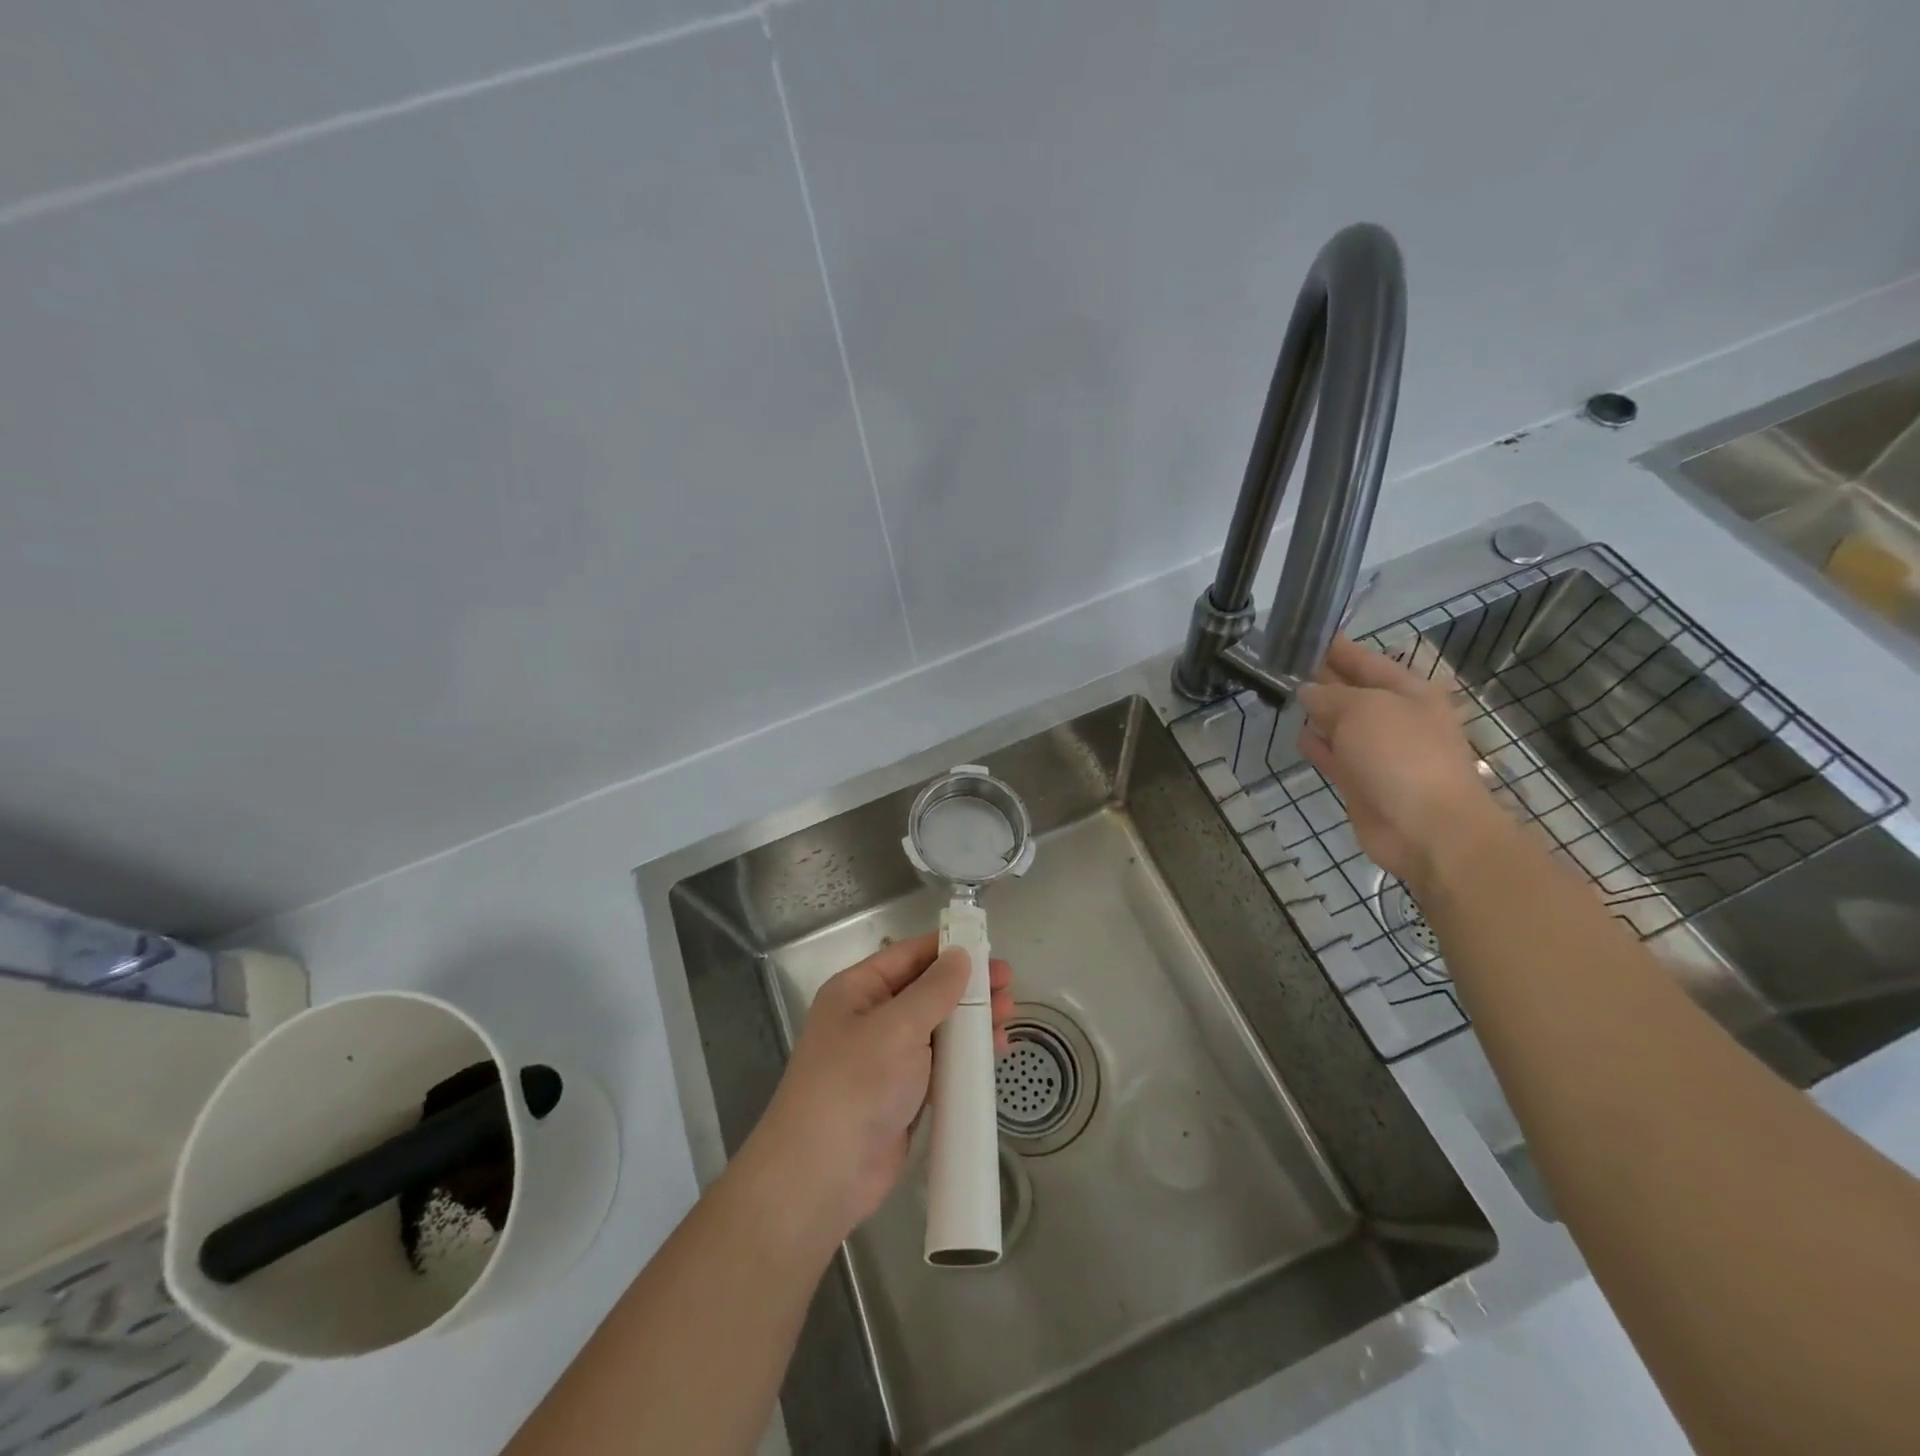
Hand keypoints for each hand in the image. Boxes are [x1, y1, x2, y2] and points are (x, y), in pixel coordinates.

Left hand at [743, 933, 1013, 1244]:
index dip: (949, 948)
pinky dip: (967, 1055)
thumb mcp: (897, 1027)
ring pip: (938, 1027)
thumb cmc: (855, 1085)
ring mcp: (887, 1058)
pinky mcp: (903, 1093)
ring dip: (972, 1020)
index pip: (908, 956)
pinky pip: (940, 1063)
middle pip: (927, 990)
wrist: (823, 1175)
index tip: (990, 947)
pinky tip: (994, 1050)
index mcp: (857, 990)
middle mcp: (871, 1018)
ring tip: (1010, 1015)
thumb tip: (961, 954)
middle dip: (968, 986)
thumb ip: (934, 989)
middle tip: (1009, 984)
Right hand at [1297, 637, 1501, 885]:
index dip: (1336, 648)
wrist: (1427, 828)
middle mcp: (1395, 717)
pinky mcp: (1362, 782)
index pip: (1365, 660)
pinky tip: (1299, 737)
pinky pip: (1334, 755)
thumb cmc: (1401, 755)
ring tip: (1282, 697)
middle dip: (1321, 679)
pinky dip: (1317, 746)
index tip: (1303, 636)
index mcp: (1408, 691)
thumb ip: (1328, 695)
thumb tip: (1306, 692)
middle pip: (1351, 691)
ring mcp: (1379, 752)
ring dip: (1316, 714)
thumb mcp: (1362, 709)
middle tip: (1281, 665)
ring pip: (1340, 724)